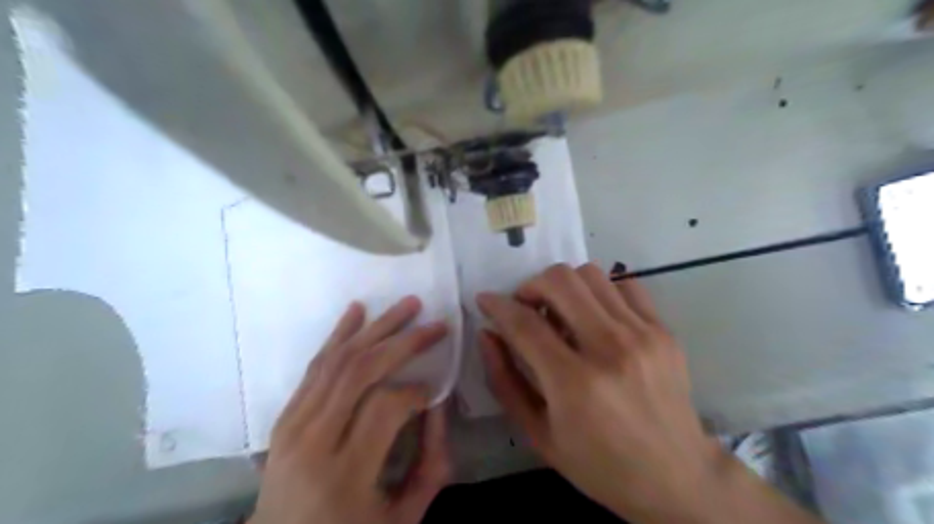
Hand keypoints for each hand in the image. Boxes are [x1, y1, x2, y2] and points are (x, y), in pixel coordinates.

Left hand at [249, 296, 450, 522]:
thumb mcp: (403, 517)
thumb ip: (430, 462)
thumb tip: (437, 404)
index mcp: (344, 475)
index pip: (385, 407)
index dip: (416, 391)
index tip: (433, 389)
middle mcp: (313, 442)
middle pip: (360, 372)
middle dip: (402, 342)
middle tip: (434, 325)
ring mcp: (292, 425)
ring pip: (337, 360)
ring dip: (376, 327)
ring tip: (407, 306)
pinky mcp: (285, 416)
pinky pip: (315, 365)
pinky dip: (339, 334)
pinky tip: (357, 312)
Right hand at [477, 265, 817, 523]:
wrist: (677, 477)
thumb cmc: (599, 465)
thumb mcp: (538, 434)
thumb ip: (505, 381)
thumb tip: (488, 334)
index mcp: (574, 384)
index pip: (524, 323)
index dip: (497, 305)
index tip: (485, 299)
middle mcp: (610, 349)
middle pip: (559, 282)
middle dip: (530, 286)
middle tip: (526, 307)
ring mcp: (642, 335)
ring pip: (590, 274)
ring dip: (563, 286)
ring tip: (560, 311)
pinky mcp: (663, 331)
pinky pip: (625, 284)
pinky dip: (600, 291)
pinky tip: (595, 315)